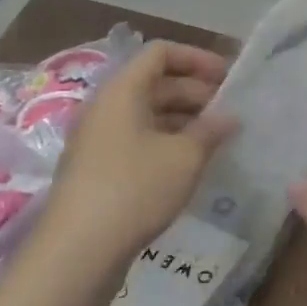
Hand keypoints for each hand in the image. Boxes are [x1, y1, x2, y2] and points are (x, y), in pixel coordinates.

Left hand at [40, 42, 236, 270]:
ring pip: (148, 115)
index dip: (197, 58)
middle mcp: (107, 107)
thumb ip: (210, 130)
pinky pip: (138, 141)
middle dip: (196, 92)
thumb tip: (229, 117)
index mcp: (123, 90)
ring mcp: (99, 140)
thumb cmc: (134, 188)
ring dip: (184, 121)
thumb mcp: (184, 157)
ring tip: (217, 140)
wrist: (76, 252)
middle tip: (230, 112)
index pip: (161, 53)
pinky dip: (167, 144)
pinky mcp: (98, 170)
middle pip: (155, 83)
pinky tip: (190, 166)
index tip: (228, 77)